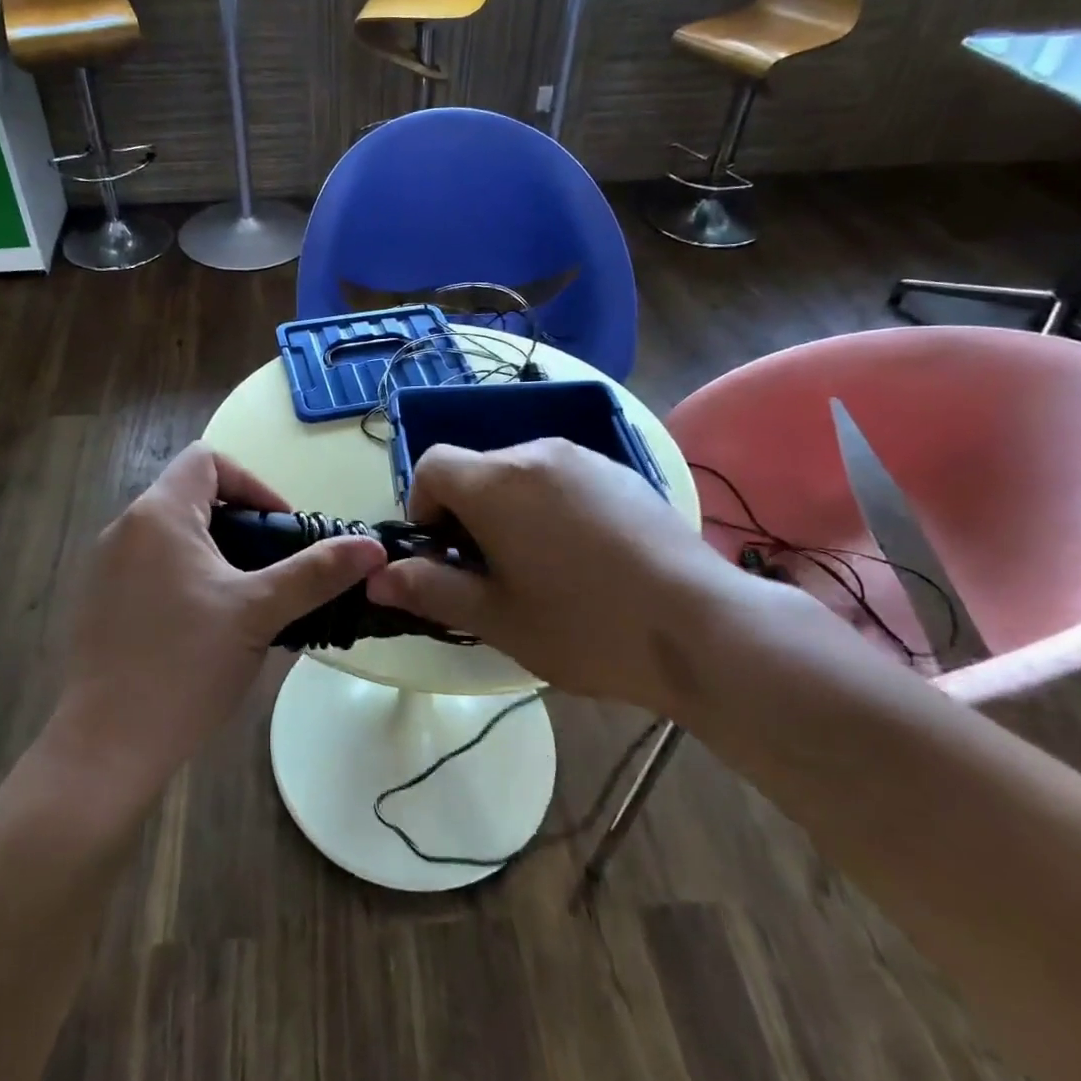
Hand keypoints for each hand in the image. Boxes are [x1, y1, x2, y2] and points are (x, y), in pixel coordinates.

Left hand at [50, 442, 386, 803]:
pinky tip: (204, 628)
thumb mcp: (259, 612)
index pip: (208, 459)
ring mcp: (104, 567)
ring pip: (172, 536)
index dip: (252, 484)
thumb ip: (316, 573)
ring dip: (215, 554)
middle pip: (192, 497)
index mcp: (159, 514)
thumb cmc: (185, 665)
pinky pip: (150, 568)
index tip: (281, 529)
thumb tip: (373, 547)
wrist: (105, 746)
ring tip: (246, 601)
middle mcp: (125, 528)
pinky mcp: (98, 602)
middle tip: (272, 570)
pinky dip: (184, 578)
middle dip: (240, 525)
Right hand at [365, 439, 750, 706]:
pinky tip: (585, 557)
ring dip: (510, 510)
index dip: (423, 507)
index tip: (445, 554)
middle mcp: (536, 453)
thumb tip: (378, 578)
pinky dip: (551, 506)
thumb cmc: (584, 627)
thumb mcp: (496, 618)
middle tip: (493, 573)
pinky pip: (563, 479)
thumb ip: (430, 590)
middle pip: (477, 470)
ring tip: (542, 567)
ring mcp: (585, 458)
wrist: (702, 627)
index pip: (432, 464)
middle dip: (468, 514)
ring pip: (521, 474)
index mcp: (496, 481)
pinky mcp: (622, 472)